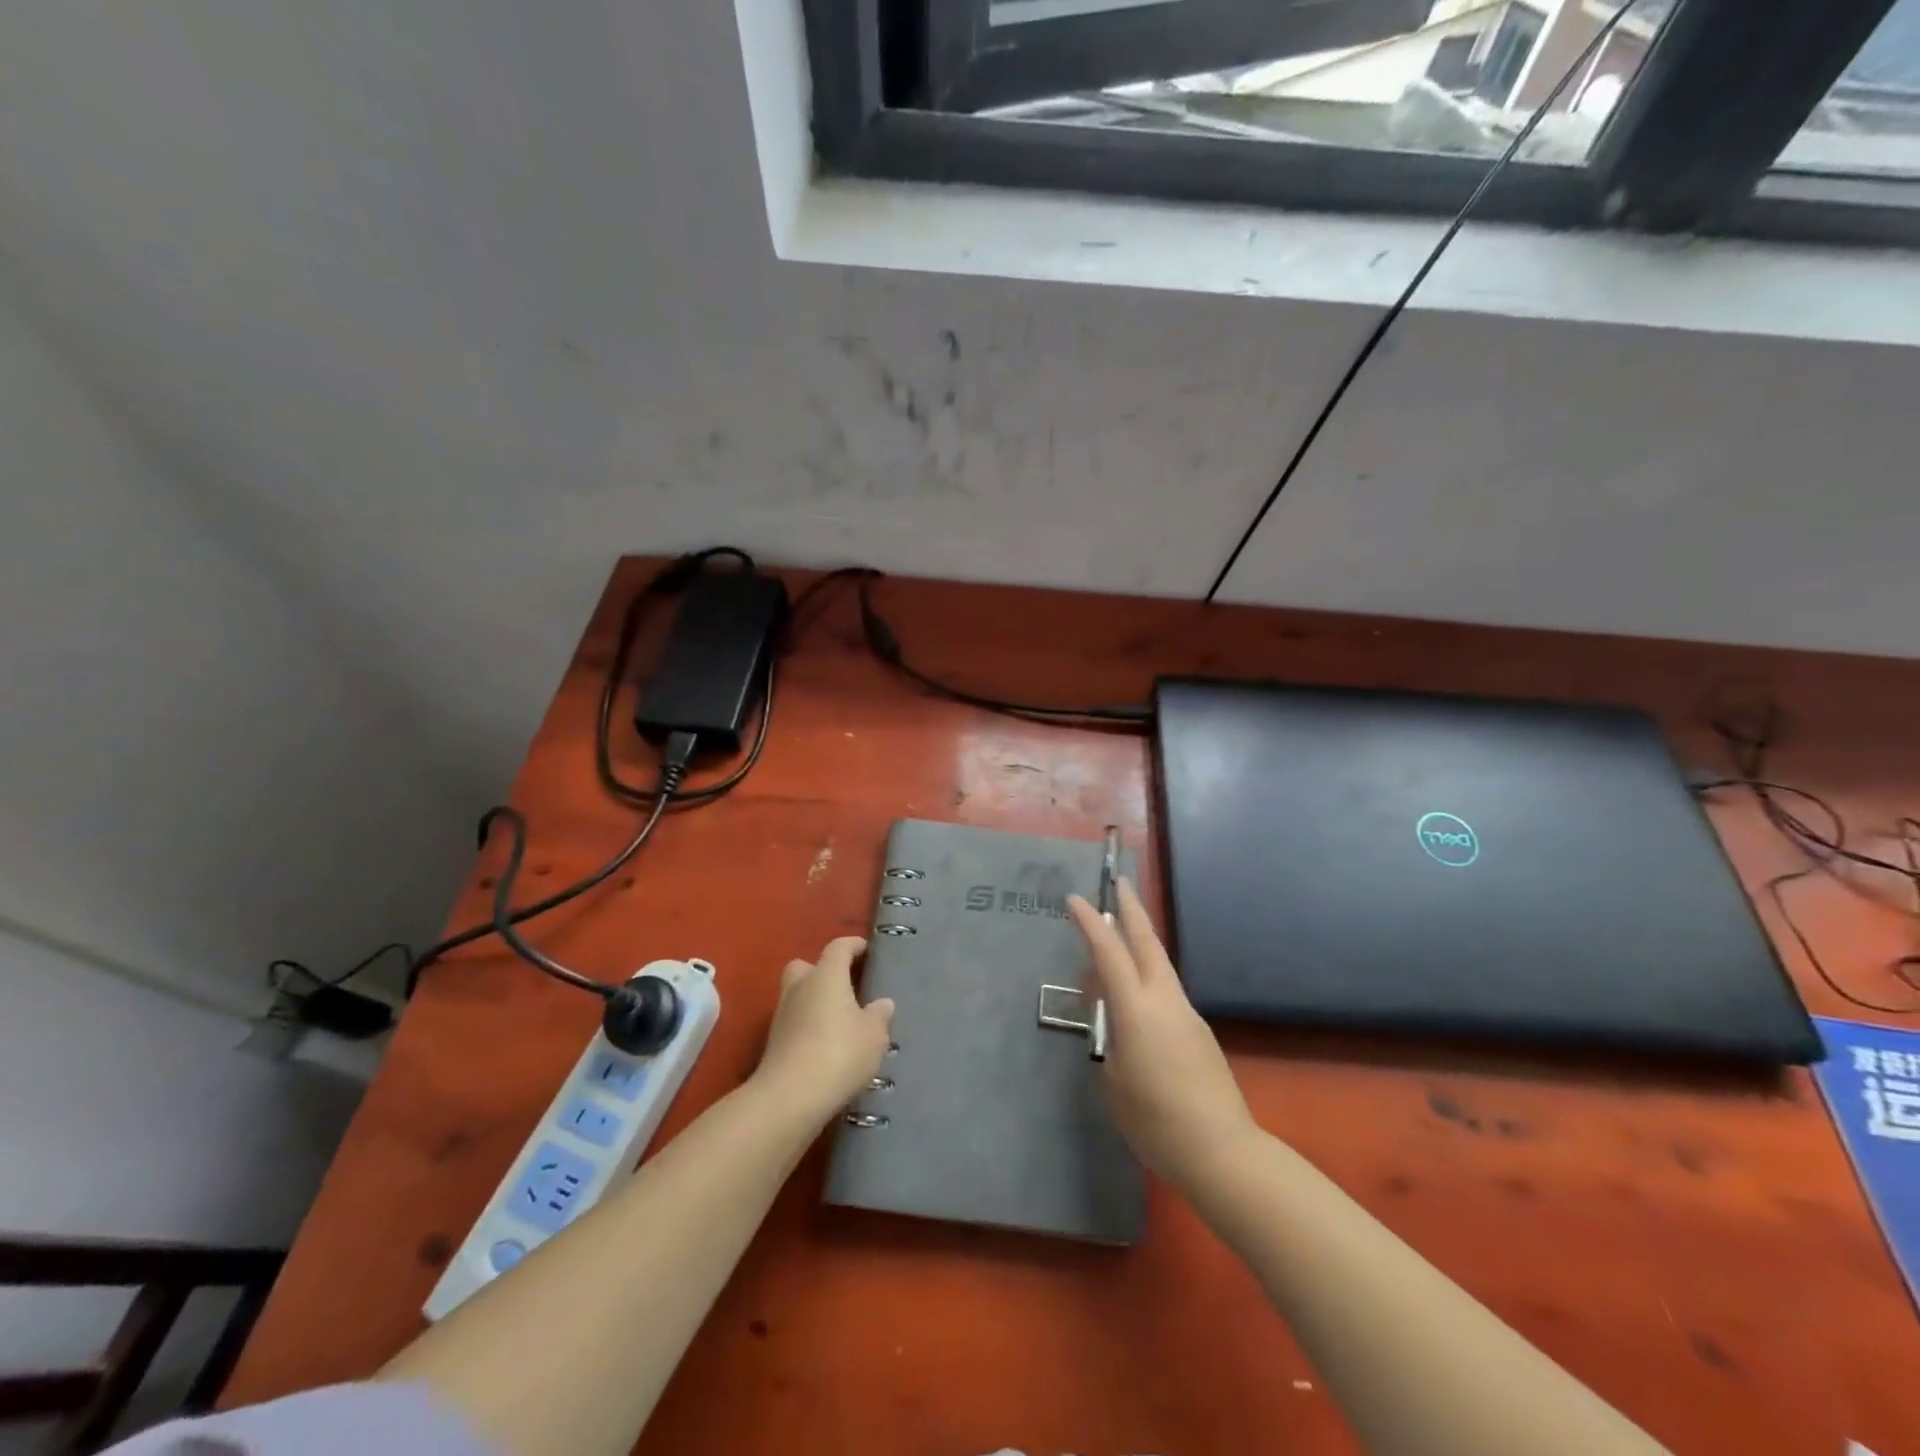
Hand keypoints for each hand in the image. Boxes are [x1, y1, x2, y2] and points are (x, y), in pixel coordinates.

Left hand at [753, 936, 895, 1124]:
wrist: (790, 1097)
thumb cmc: (840, 1053)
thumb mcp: (874, 1035)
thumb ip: (879, 1015)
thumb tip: (882, 1003)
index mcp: (826, 975)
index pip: (839, 947)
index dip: (853, 945)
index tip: (867, 951)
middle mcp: (800, 987)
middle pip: (807, 966)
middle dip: (822, 971)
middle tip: (844, 986)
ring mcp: (782, 1014)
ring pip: (798, 995)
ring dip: (814, 1001)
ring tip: (839, 1021)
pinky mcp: (773, 1042)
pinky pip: (794, 1022)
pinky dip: (807, 1026)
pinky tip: (825, 1045)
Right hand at [1069, 880, 1256, 1191]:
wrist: (1222, 1152)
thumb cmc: (1155, 1122)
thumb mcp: (1112, 1085)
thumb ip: (1108, 1046)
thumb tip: (1112, 1030)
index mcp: (1137, 1010)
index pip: (1109, 953)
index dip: (1091, 923)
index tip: (1075, 899)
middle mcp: (1164, 1000)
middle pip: (1147, 942)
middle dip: (1131, 910)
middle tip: (1120, 883)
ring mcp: (1186, 1013)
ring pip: (1160, 964)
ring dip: (1139, 943)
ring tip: (1117, 940)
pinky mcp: (1198, 1031)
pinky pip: (1166, 991)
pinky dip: (1147, 979)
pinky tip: (1135, 1002)